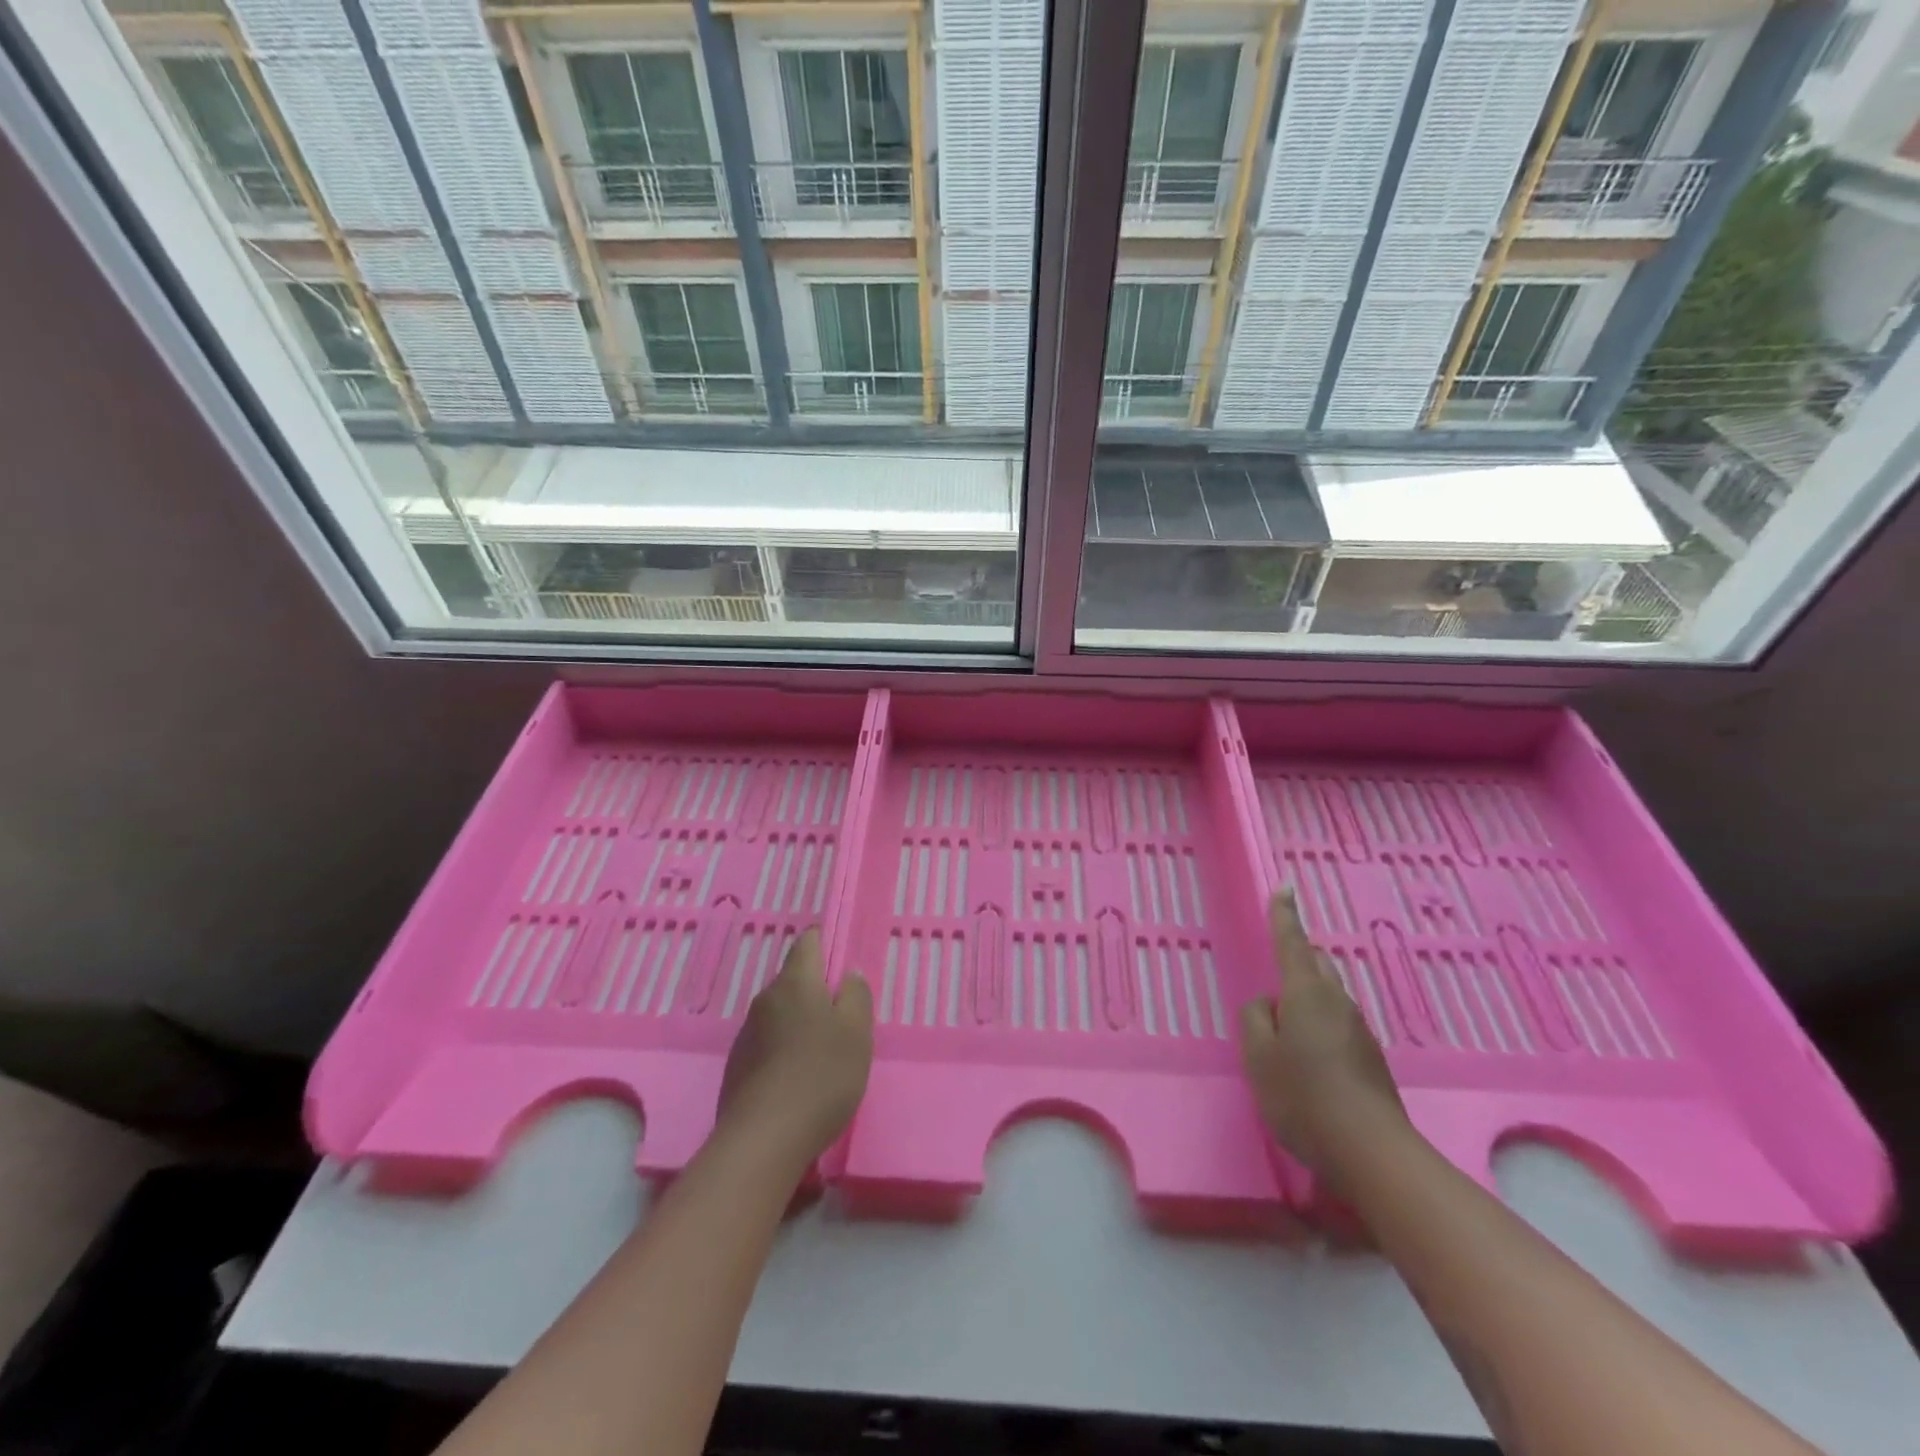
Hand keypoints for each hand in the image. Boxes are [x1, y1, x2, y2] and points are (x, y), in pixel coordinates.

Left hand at [717, 928, 872, 1167]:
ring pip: (779, 1013)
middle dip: (815, 988)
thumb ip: (856, 996)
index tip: (837, 951)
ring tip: (822, 1049)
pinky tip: (798, 1077)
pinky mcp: (737, 1067)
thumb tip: (848, 973)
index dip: (822, 940)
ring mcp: (746, 1034)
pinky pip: (767, 1043)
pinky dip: (783, 1049)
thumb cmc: (821, 1074)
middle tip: (841, 1012)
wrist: (763, 1138)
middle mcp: (766, 1000)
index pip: (807, 943)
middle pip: (793, 980)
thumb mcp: (856, 1032)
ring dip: (798, 1021)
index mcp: (796, 983)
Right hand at [1239, 890, 1406, 1176]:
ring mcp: (1358, 1030)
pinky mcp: (1370, 1059)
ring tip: (1286, 1027)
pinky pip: (1337, 1024)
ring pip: (1329, 996)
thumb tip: (1268, 1006)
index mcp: (1306, 993)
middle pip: (1317, 965)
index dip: (1284, 914)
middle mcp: (1337, 1002)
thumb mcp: (1258, 1056)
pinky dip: (1319, 1025)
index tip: (1284, 887)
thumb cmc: (1303, 1096)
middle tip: (1276, 973)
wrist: (1371, 1152)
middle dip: (1298, 958)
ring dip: (1307, 998)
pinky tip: (1309, 1058)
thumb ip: (1255, 1020)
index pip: (1292, 942)